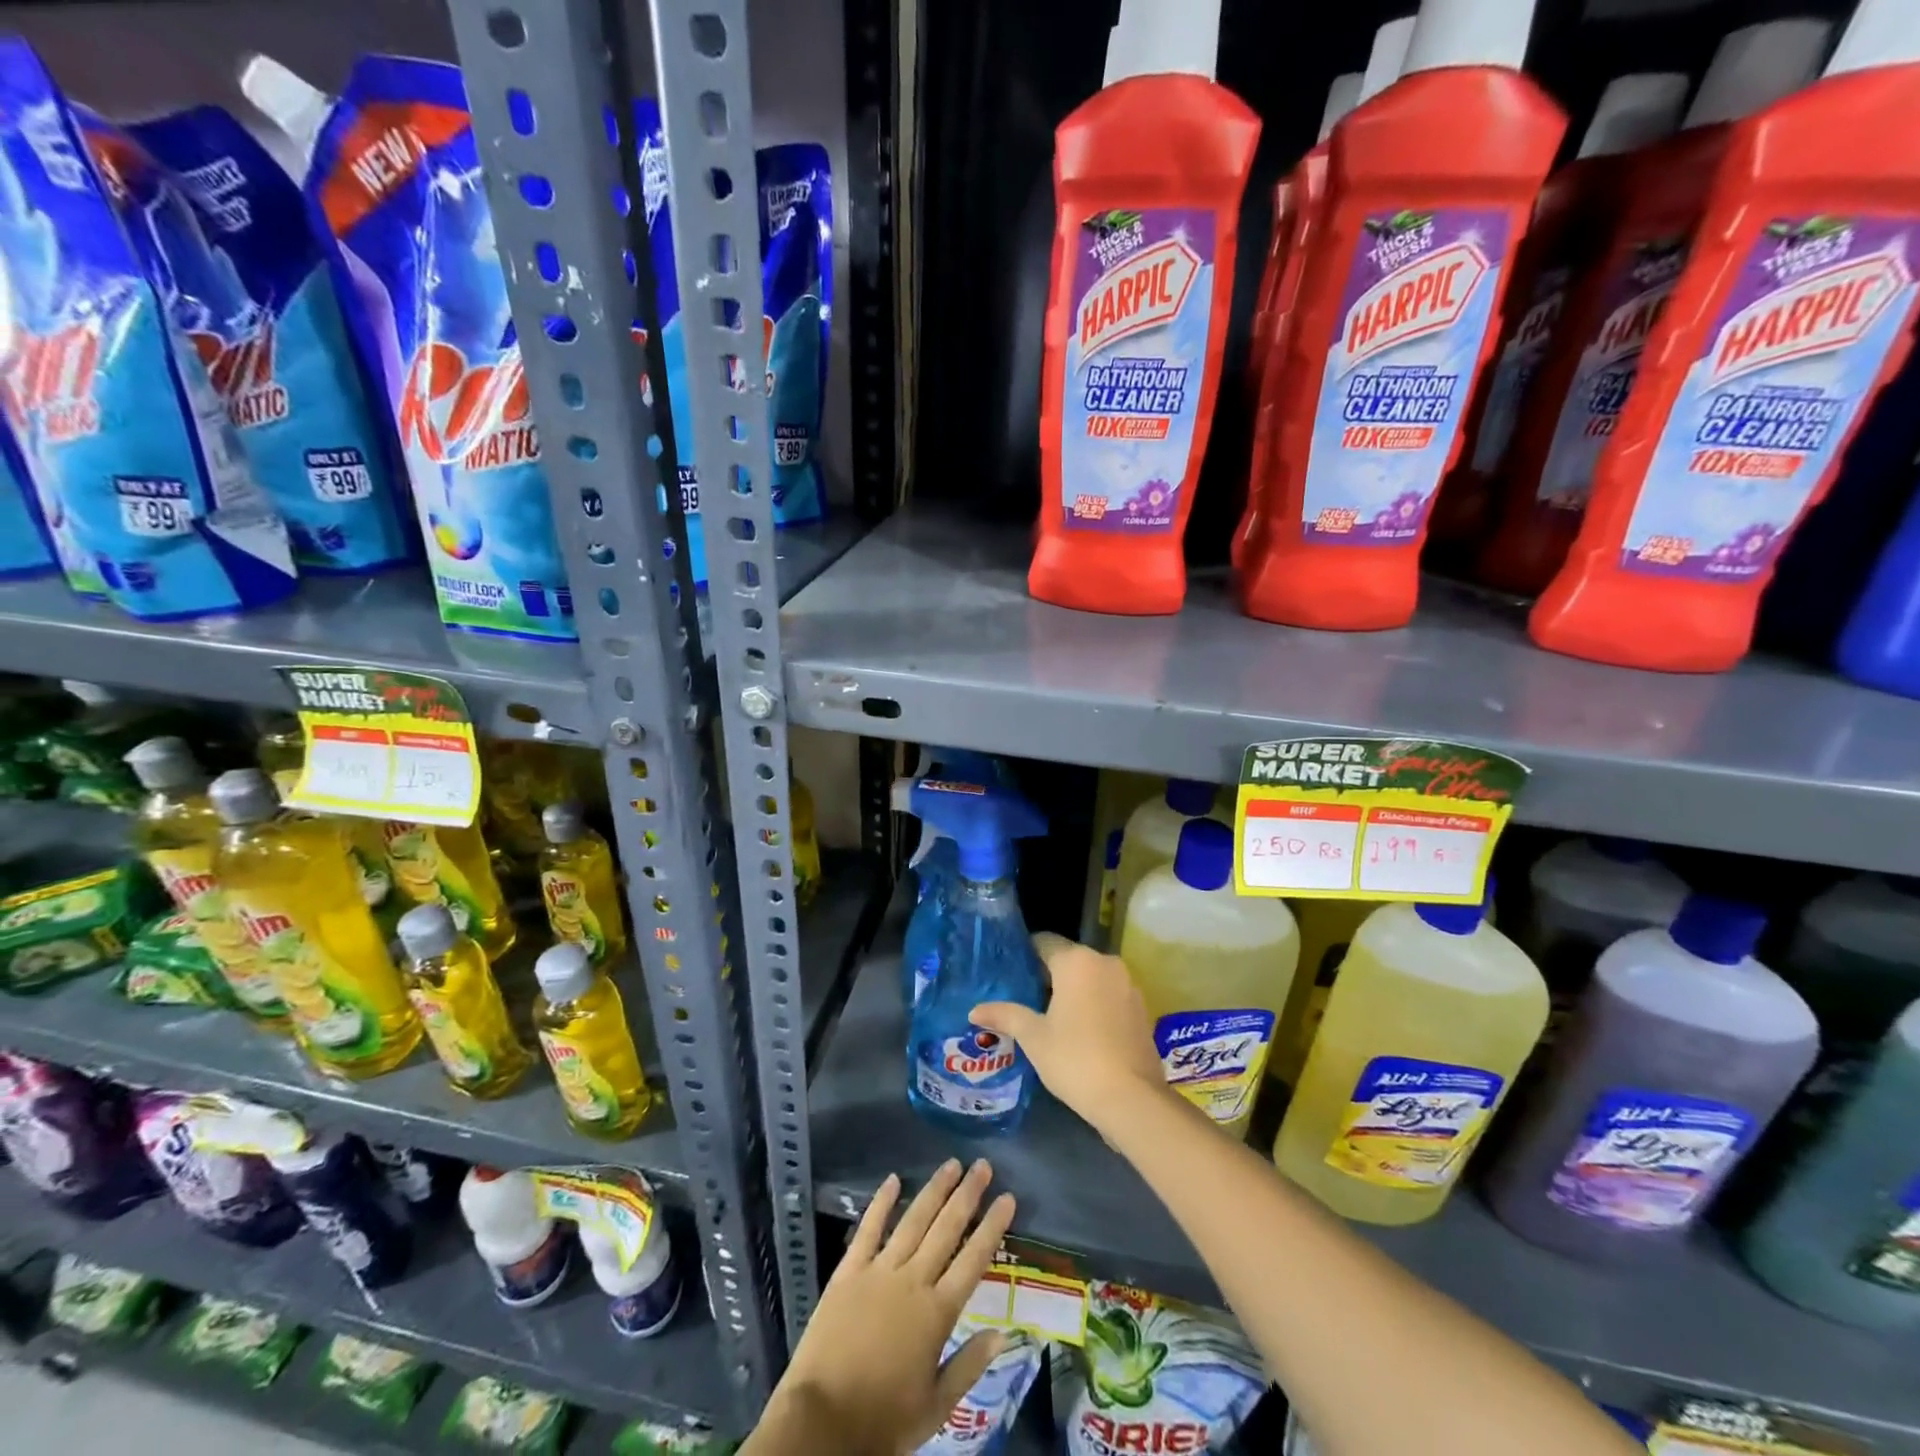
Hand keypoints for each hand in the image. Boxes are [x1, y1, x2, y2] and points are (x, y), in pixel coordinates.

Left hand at [756, 1159, 1015, 1455]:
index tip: (1007, 1197)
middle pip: (946, 1229)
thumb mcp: (935, 1407)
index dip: (992, 1226)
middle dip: (967, 1194)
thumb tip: (1002, 1332)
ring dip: (934, 1190)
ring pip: (913, 1220)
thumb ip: (968, 1365)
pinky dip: (881, 1202)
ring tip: (952, 1163)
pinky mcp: (848, 1271)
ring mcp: (879, 1271)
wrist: (822, 1422)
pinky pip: (868, 1229)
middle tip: (983, 1165)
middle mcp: (912, 1281)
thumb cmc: (883, 1420)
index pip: (973, 1259)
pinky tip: (893, 1179)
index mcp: (937, 1313)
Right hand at [971, 932, 1169, 1136]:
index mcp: (1077, 961)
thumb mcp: (1033, 1037)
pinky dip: (1093, 1003)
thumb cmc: (1075, 1059)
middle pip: (1068, 958)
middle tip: (1023, 998)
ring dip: (1072, 990)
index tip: (1009, 974)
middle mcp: (1105, 962)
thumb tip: (975, 1010)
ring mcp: (1128, 984)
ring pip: (1090, 976)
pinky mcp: (1141, 1007)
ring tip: (1049, 1015)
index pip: (1044, 942)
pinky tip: (1079, 1030)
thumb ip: (1005, 1015)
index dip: (1024, 955)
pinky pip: (1108, 993)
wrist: (1132, 1099)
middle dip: (1047, 975)